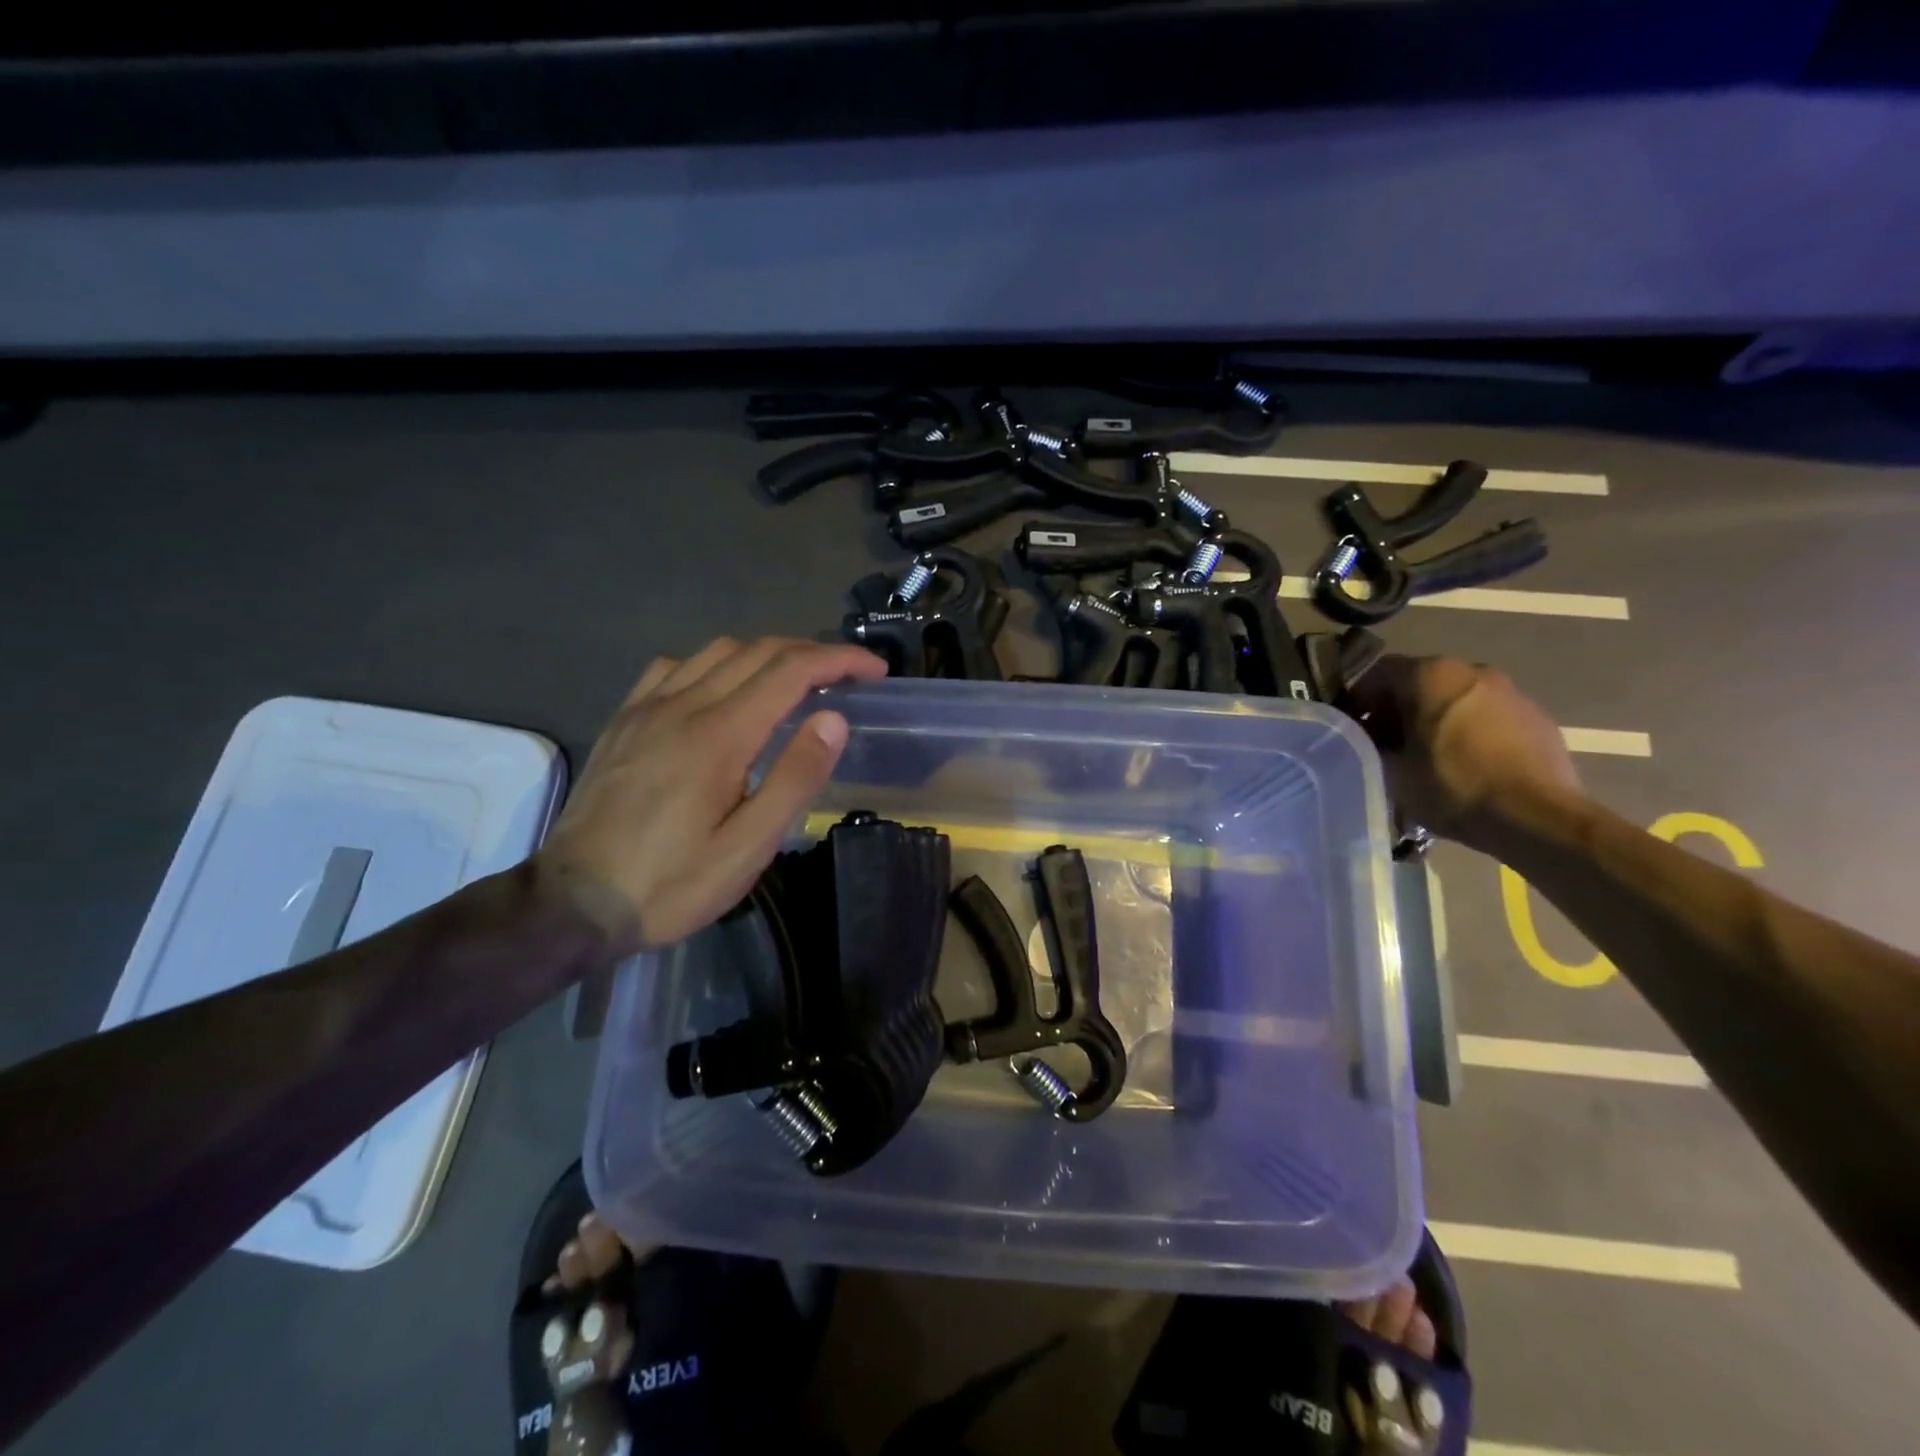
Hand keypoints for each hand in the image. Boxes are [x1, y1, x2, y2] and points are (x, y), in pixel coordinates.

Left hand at [538, 637, 886, 951]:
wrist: (573, 903)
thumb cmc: (672, 883)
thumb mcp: (748, 847)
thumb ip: (795, 778)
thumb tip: (834, 719)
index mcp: (720, 735)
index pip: (792, 671)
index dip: (840, 661)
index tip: (875, 670)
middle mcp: (683, 705)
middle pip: (758, 651)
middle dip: (812, 652)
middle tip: (848, 674)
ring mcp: (647, 708)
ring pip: (717, 651)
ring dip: (767, 653)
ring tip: (796, 679)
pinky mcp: (624, 720)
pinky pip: (674, 667)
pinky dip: (715, 663)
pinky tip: (723, 689)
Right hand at [1346, 654, 1580, 848]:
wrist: (1539, 818)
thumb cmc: (1453, 786)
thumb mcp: (1391, 769)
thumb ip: (1371, 743)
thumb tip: (1365, 737)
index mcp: (1431, 674)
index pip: (1378, 673)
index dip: (1358, 700)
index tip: (1351, 730)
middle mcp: (1472, 670)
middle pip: (1418, 682)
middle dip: (1397, 710)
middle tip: (1383, 745)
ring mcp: (1510, 691)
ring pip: (1453, 698)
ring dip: (1432, 720)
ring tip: (1424, 758)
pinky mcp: (1535, 717)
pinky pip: (1485, 715)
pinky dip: (1466, 730)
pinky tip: (1463, 764)